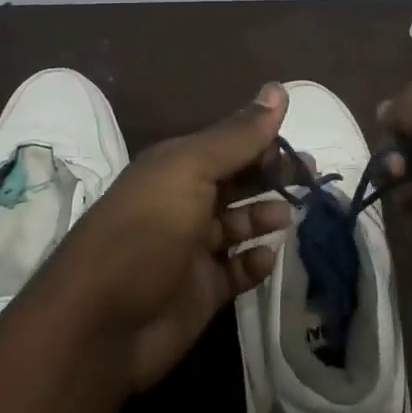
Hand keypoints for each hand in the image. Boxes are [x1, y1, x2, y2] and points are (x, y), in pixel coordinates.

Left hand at [39, 85, 295, 391]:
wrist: (101, 323)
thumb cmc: (146, 231)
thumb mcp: (190, 171)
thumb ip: (237, 136)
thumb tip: (278, 89)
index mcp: (177, 166)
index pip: (229, 144)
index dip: (264, 141)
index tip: (300, 144)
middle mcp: (184, 201)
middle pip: (237, 181)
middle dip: (271, 176)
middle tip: (310, 178)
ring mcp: (192, 249)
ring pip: (238, 224)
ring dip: (264, 216)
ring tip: (290, 216)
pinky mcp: (201, 291)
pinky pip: (236, 271)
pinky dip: (254, 263)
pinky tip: (266, 257)